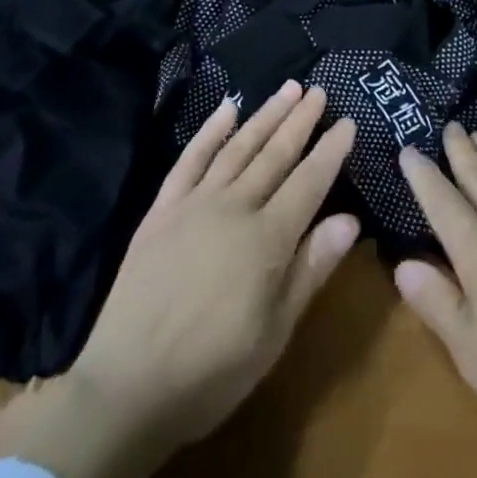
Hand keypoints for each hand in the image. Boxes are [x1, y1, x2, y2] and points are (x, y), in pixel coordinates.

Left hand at [18, 83, 357, 477]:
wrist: (125, 388)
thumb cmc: (211, 370)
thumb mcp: (275, 333)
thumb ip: (311, 269)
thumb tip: (351, 220)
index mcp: (267, 239)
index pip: (309, 182)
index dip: (330, 151)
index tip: (348, 121)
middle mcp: (234, 208)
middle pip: (274, 154)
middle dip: (300, 121)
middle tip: (318, 91)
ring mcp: (194, 204)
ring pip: (237, 147)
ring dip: (264, 115)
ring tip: (287, 89)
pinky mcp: (162, 210)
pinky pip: (189, 160)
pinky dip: (210, 131)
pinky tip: (227, 108)